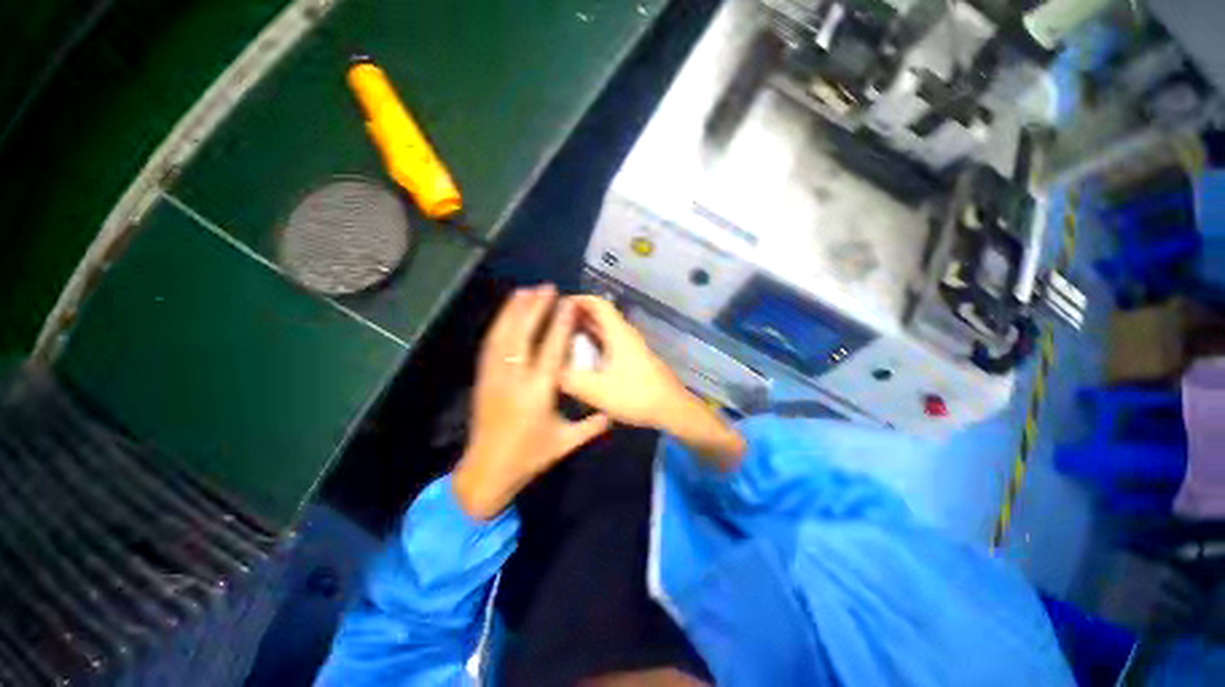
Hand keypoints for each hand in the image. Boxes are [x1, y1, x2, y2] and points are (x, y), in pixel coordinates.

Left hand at [452, 286, 610, 519]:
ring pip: (503, 335)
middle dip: (535, 308)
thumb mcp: (565, 443)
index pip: (552, 349)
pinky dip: (499, 324)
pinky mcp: (483, 378)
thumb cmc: (529, 457)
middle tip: (547, 287)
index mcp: (538, 392)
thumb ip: (592, 425)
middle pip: (524, 334)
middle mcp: (514, 378)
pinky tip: (506, 313)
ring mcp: (494, 376)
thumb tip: (614, 411)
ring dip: (514, 310)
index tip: (569, 303)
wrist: (486, 471)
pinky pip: (490, 345)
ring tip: (526, 290)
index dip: (561, 324)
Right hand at [561, 296, 745, 468]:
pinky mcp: (634, 358)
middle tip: (554, 322)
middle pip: (601, 314)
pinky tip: (583, 355)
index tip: (556, 305)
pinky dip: (594, 341)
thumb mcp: (597, 390)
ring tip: (563, 336)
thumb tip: (549, 370)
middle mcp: (625, 334)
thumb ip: (570, 379)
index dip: (577, 299)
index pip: (597, 304)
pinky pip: (610, 341)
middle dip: (578, 313)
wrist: (671, 408)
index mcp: (618, 333)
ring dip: (586, 328)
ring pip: (606, 329)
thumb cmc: (636, 395)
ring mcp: (631, 346)